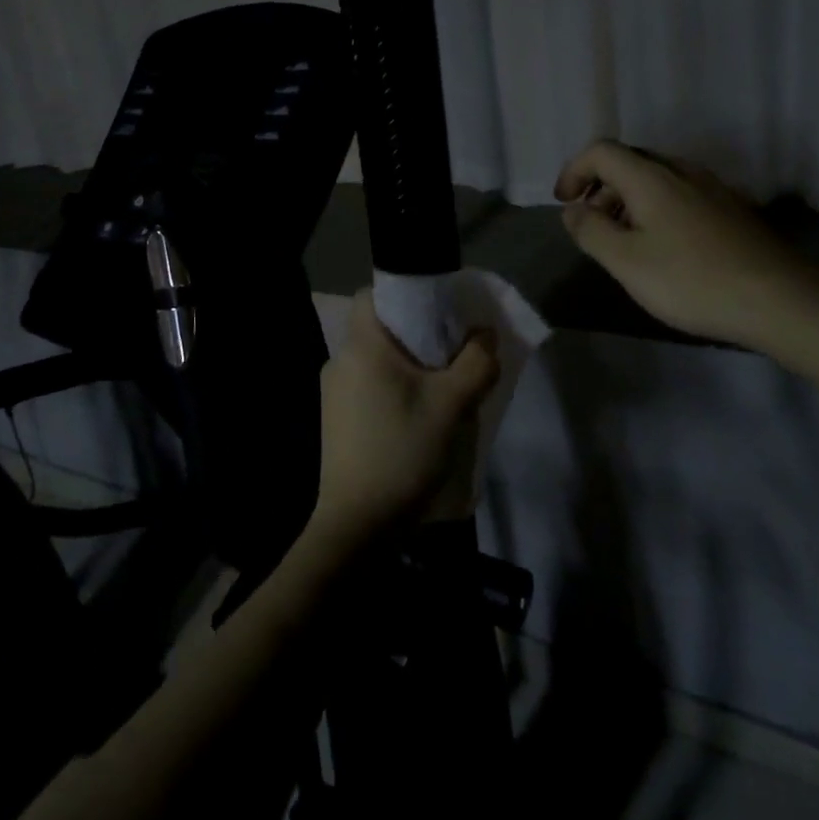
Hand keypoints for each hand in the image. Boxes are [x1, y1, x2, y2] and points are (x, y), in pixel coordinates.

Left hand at [311, 291, 499, 548]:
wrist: (357, 524)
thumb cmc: (402, 452)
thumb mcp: (451, 405)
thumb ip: (476, 363)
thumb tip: (485, 335)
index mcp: (361, 348)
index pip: (371, 295)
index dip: (403, 295)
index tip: (436, 311)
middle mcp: (340, 362)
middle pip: (379, 329)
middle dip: (416, 334)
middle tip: (452, 349)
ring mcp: (333, 393)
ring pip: (375, 361)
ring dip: (407, 366)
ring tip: (441, 385)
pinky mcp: (335, 420)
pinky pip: (368, 386)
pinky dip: (393, 388)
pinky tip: (417, 415)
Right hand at [554, 140, 818, 349]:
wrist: (778, 300)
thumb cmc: (691, 281)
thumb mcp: (626, 262)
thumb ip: (591, 231)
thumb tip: (572, 210)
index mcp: (651, 177)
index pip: (601, 151)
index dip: (574, 170)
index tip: (563, 203)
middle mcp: (682, 171)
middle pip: (630, 162)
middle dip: (600, 187)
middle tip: (589, 224)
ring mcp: (712, 188)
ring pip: (657, 179)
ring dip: (628, 200)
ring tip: (621, 240)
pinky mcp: (731, 210)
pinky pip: (680, 195)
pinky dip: (655, 209)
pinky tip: (662, 247)